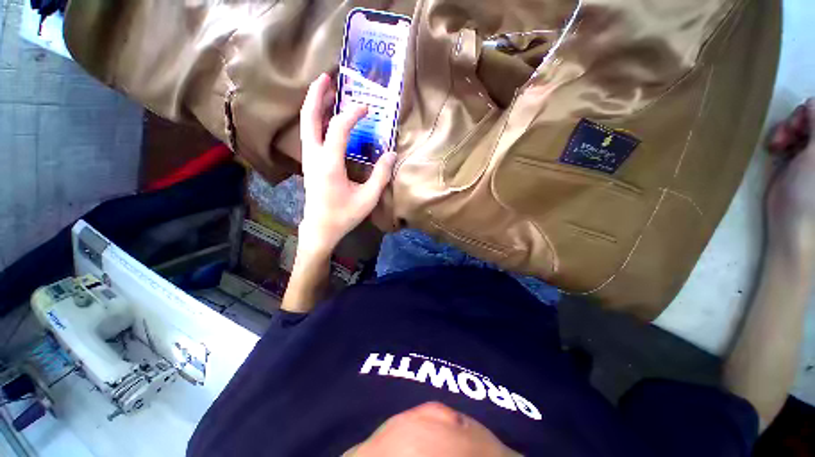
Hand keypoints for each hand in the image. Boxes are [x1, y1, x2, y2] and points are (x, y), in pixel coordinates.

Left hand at [298, 74, 395, 256]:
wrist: (321, 228)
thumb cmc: (344, 215)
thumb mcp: (368, 198)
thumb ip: (381, 175)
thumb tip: (391, 154)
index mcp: (329, 164)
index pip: (339, 129)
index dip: (353, 114)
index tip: (367, 108)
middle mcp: (314, 157)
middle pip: (309, 118)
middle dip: (317, 95)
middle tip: (327, 77)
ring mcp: (309, 159)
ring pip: (306, 125)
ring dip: (315, 105)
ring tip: (326, 91)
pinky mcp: (310, 163)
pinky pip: (310, 135)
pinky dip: (316, 120)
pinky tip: (326, 118)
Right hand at [766, 99, 814, 264]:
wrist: (792, 222)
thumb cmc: (810, 192)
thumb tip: (812, 101)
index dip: (813, 111)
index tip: (803, 117)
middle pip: (812, 118)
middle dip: (798, 120)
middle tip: (789, 132)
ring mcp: (810, 154)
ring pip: (799, 126)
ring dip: (787, 129)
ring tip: (778, 143)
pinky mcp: (794, 160)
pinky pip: (788, 139)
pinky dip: (780, 138)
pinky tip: (776, 148)